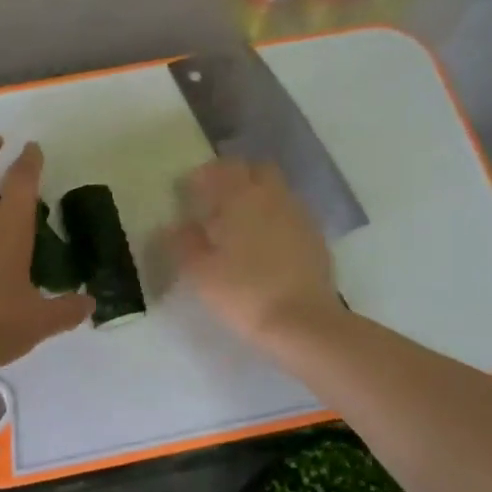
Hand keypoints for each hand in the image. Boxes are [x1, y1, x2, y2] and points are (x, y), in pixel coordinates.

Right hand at [167, 159, 336, 344]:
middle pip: (257, 171)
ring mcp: (300, 217)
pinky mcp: (316, 239)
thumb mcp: (200, 272)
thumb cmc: (244, 291)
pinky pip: (291, 216)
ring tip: (239, 226)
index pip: (224, 168)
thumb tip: (175, 226)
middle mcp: (274, 197)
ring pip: (277, 193)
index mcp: (243, 197)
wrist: (303, 322)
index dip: (204, 175)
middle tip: (217, 201)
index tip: (189, 190)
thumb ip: (184, 243)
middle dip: (237, 178)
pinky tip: (264, 247)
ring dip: (258, 199)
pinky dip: (275, 221)